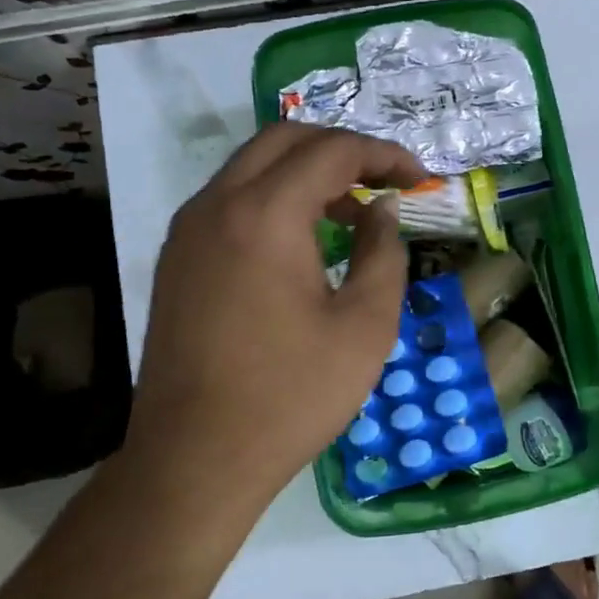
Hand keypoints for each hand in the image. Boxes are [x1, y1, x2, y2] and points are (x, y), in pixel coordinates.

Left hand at [128, 123, 424, 518]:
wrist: (196, 459)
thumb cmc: (291, 395)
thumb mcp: (365, 326)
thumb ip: (384, 253)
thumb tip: (383, 209)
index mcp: (265, 214)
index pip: (332, 151)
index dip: (384, 155)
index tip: (421, 180)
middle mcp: (217, 205)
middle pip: (285, 140)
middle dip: (343, 149)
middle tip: (385, 182)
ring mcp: (188, 231)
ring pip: (252, 167)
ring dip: (306, 172)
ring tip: (352, 212)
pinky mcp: (177, 259)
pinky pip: (230, 200)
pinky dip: (274, 198)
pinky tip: (303, 242)